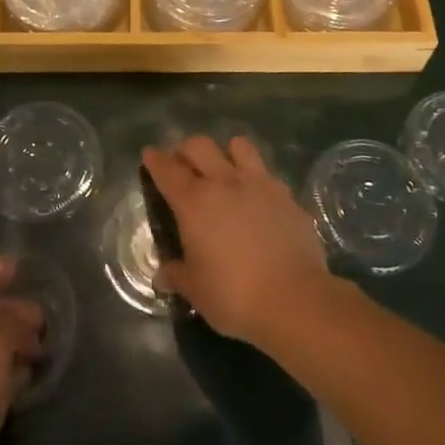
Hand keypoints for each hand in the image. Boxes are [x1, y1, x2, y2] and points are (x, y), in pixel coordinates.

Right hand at [142, 135, 332, 347]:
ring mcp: (259, 184)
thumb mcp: (196, 290)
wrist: (294, 299)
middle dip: (186, 151)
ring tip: (225, 172)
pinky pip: (266, 173)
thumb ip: (177, 274)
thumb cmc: (234, 295)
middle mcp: (224, 182)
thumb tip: (163, 273)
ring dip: (226, 153)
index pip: (167, 169)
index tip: (150, 154)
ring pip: (238, 145)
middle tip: (184, 167)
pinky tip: (257, 200)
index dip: (155, 159)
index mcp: (194, 202)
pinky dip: (256, 179)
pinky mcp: (286, 195)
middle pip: (199, 146)